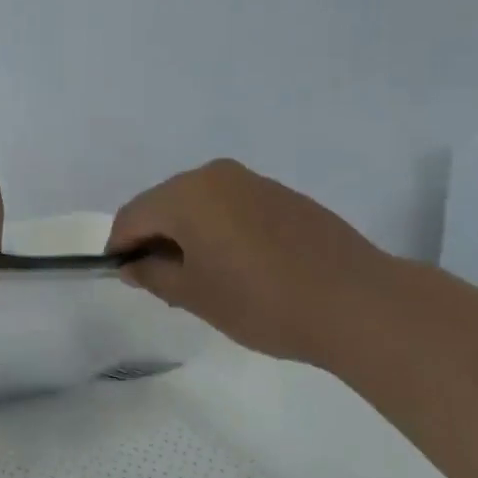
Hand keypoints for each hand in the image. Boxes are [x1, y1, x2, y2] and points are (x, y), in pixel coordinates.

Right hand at [106, 159, 395, 364]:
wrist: (357, 301)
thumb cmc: (261, 300)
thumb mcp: (195, 295)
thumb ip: (153, 275)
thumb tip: (133, 264)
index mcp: (185, 195)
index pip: (132, 216)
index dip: (120, 246)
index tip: (125, 277)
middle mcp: (214, 175)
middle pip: (164, 203)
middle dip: (154, 237)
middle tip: (163, 281)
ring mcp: (252, 181)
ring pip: (199, 203)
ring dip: (188, 233)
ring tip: (203, 276)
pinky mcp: (282, 195)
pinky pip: (232, 206)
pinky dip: (220, 229)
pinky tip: (240, 264)